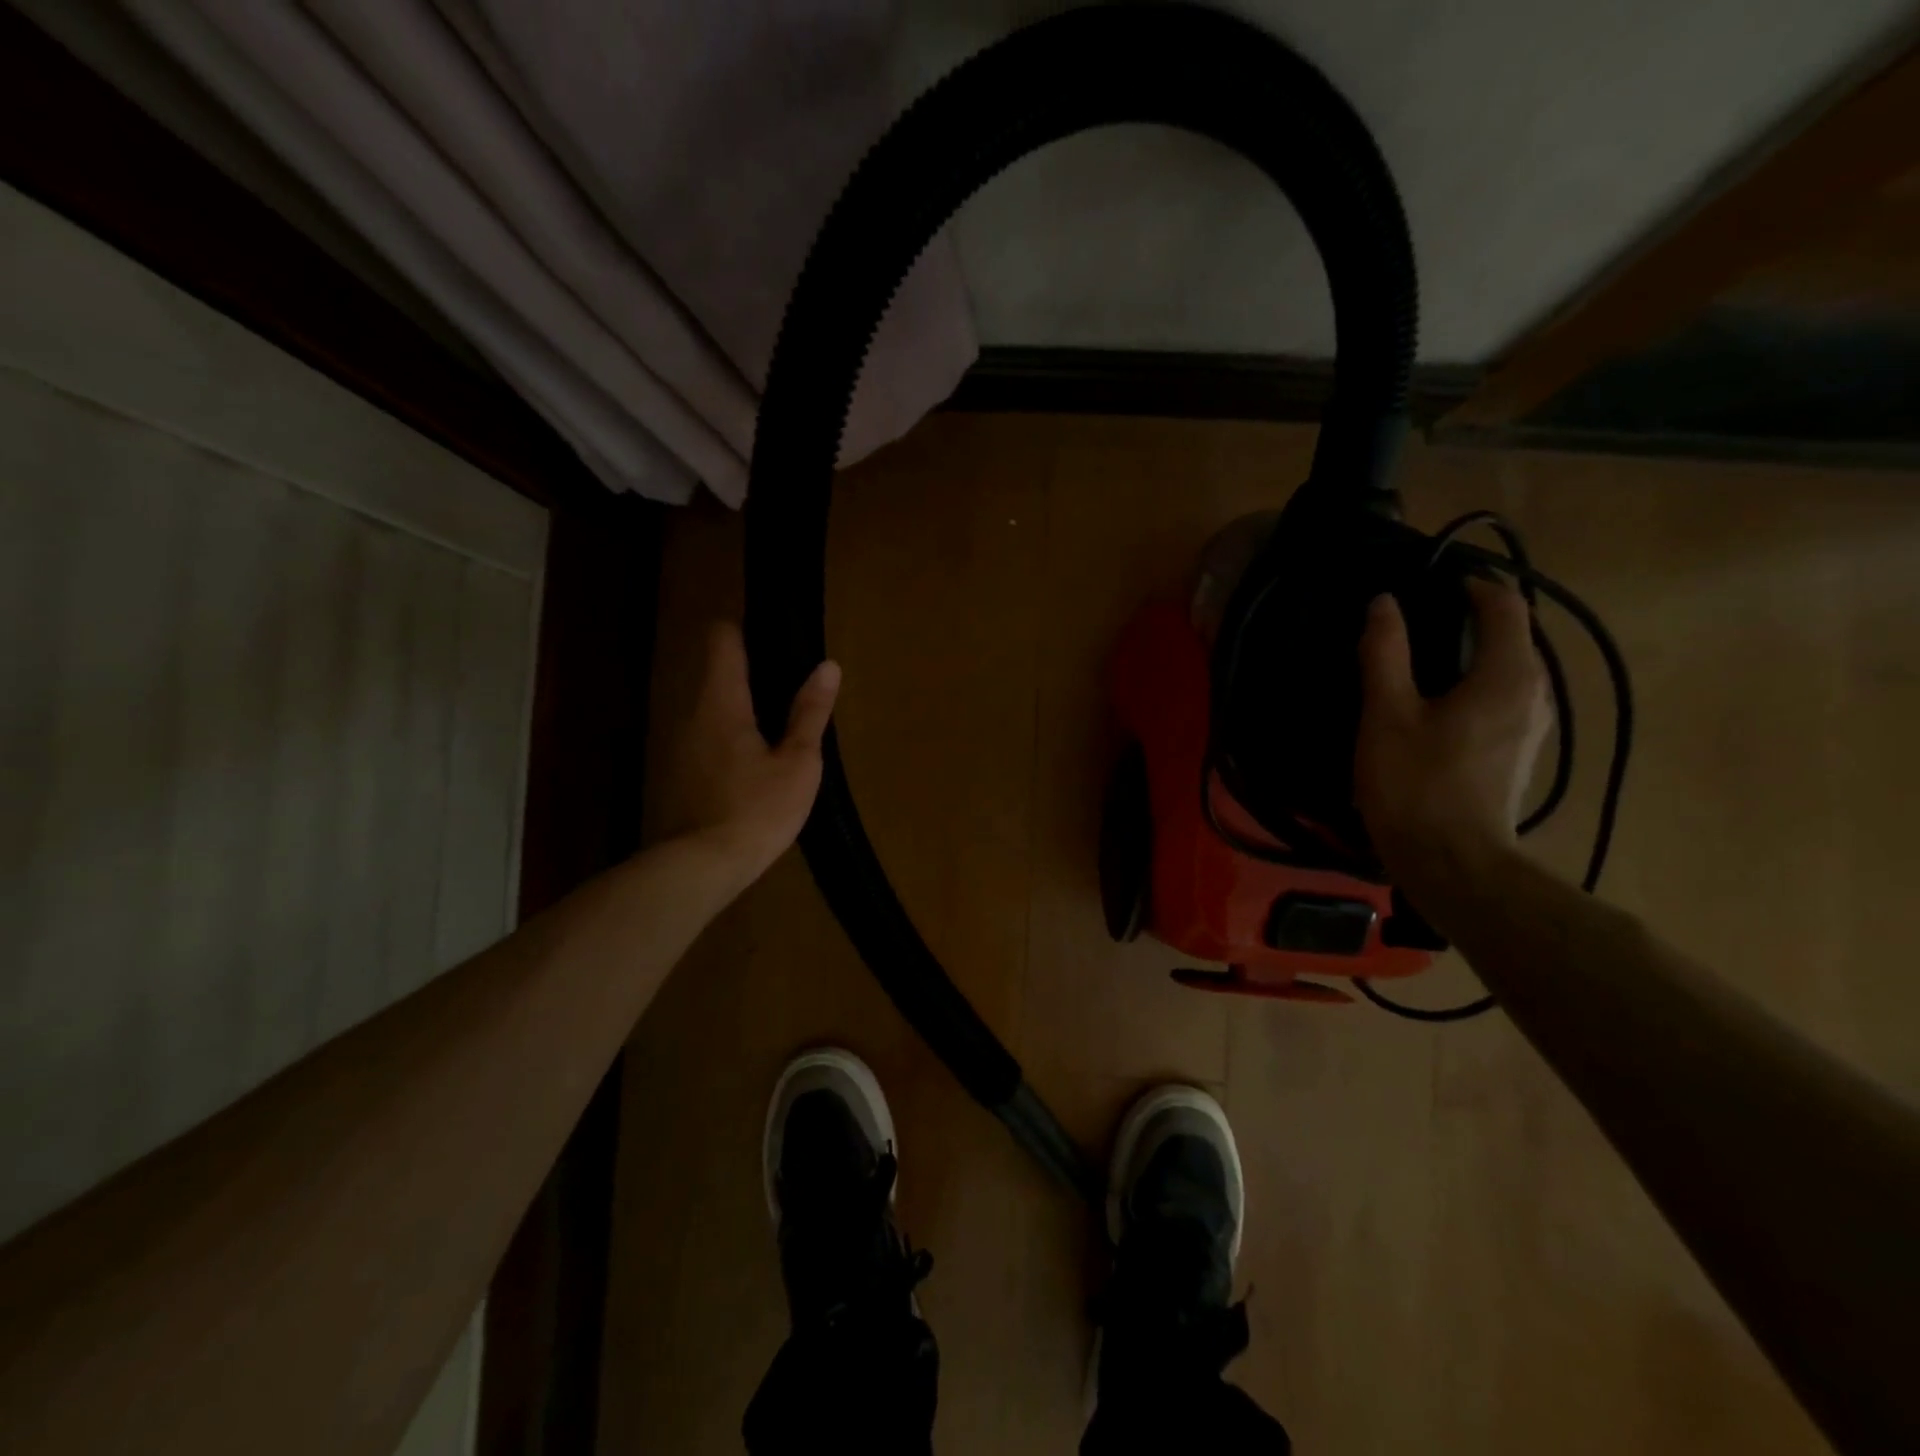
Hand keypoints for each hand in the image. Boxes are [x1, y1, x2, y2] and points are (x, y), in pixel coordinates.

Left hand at [660, 622, 840, 889]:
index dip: (745, 629)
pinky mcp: (674, 772)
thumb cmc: (756, 810)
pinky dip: (725, 735)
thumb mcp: (797, 763)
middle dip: (748, 670)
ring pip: (707, 705)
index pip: (722, 639)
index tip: (773, 636)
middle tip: (788, 685)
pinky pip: (702, 735)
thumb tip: (828, 666)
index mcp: (722, 702)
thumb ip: (810, 712)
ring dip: (737, 705)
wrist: (699, 868)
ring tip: (773, 725)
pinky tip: (749, 763)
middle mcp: (690, 712)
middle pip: (714, 671)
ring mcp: (676, 743)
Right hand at [1355, 579, 1550, 896]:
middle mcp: (1532, 692)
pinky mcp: (1517, 750)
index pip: (1504, 606)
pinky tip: (1438, 696)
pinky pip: (1503, 694)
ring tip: (1424, 651)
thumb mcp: (1387, 713)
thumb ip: (1386, 653)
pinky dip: (1476, 679)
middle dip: (1472, 615)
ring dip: (1474, 649)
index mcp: (1507, 674)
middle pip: (1513, 635)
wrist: (1452, 862)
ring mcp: (1529, 725)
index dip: (1472, 584)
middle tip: (1417, 612)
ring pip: (1509, 667)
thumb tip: (1384, 603)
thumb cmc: (1415, 783)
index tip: (1432, 577)